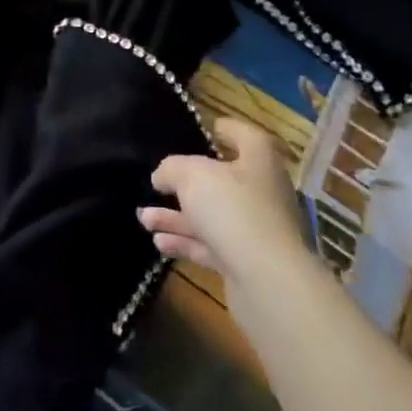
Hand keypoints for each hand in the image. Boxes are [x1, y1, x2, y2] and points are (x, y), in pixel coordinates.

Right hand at [140, 119, 306, 289]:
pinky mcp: (246, 263)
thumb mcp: (192, 175)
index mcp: (259, 160)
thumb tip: (162, 175)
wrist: (268, 281)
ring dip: (176, 217)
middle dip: (185, 184)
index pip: (244, 136)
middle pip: (221, 181)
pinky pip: (210, 246)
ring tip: (143, 218)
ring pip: (211, 216)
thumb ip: (172, 169)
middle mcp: (262, 191)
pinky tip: (158, 242)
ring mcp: (255, 230)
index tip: (204, 129)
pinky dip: (185, 242)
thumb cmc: (232, 208)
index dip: (224, 130)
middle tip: (157, 184)